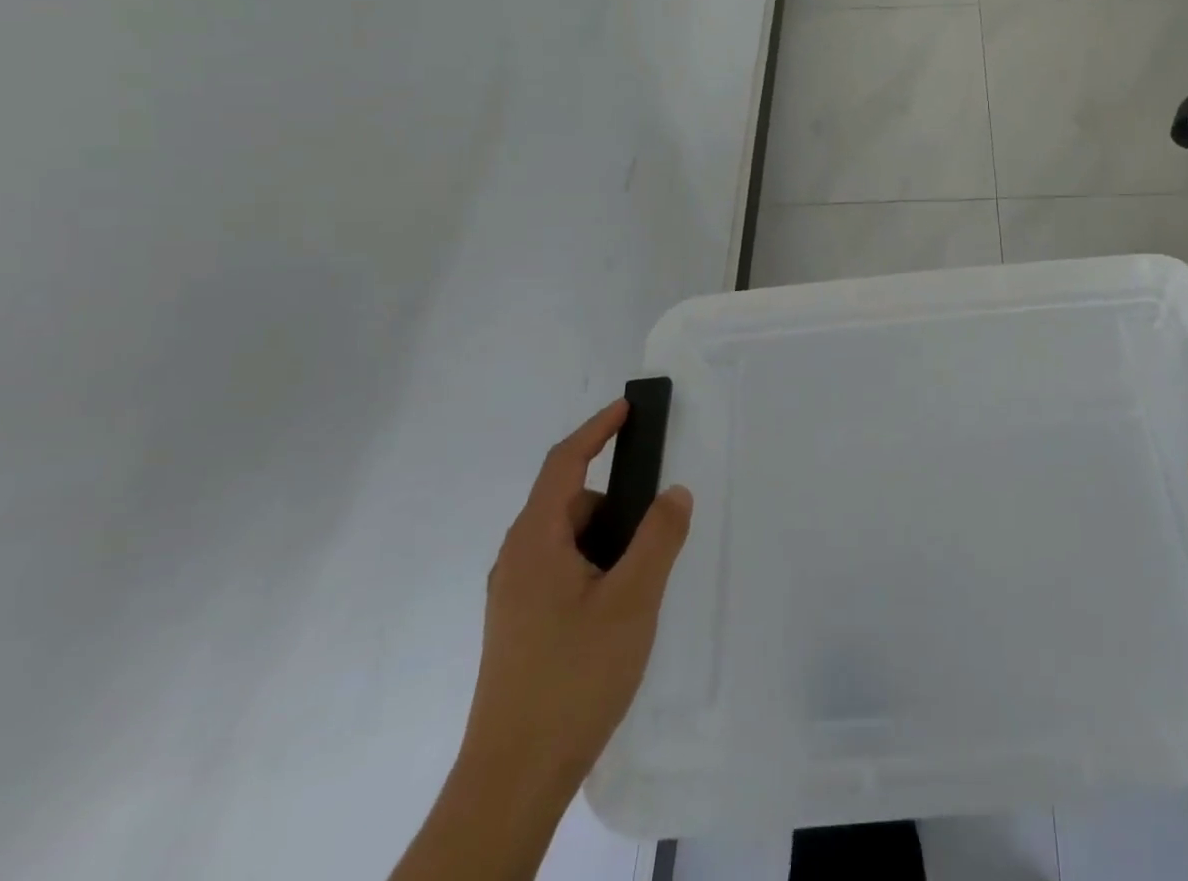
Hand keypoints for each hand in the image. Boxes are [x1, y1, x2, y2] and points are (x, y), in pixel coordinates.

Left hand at [461, 398, 692, 796]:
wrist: (513, 779)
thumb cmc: (573, 676)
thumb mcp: (633, 600)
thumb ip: (658, 537)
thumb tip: (674, 492)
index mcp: (535, 542)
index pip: (564, 463)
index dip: (597, 429)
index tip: (629, 407)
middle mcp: (517, 560)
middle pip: (569, 502)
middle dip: (616, 501)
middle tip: (658, 525)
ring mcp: (515, 595)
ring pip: (568, 540)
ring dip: (608, 540)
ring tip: (643, 580)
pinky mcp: (521, 624)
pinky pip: (563, 569)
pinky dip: (596, 566)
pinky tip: (619, 607)